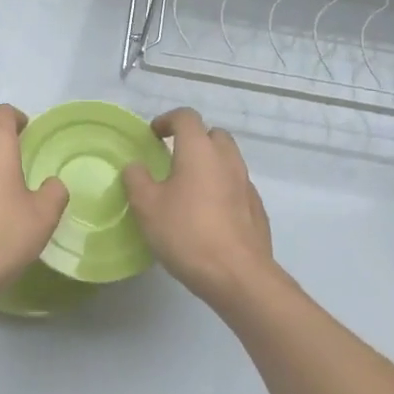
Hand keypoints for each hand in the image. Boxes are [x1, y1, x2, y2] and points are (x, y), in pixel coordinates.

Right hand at [122, 108, 275, 307]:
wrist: (238, 276)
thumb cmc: (187, 233)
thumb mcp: (147, 206)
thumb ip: (136, 179)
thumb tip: (136, 166)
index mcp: (199, 151)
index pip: (186, 117)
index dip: (167, 120)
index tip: (153, 136)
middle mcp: (227, 160)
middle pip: (213, 134)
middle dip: (193, 140)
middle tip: (172, 159)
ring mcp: (247, 184)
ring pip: (228, 161)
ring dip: (209, 165)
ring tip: (188, 189)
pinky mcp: (257, 209)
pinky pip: (237, 187)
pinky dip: (221, 189)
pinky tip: (208, 214)